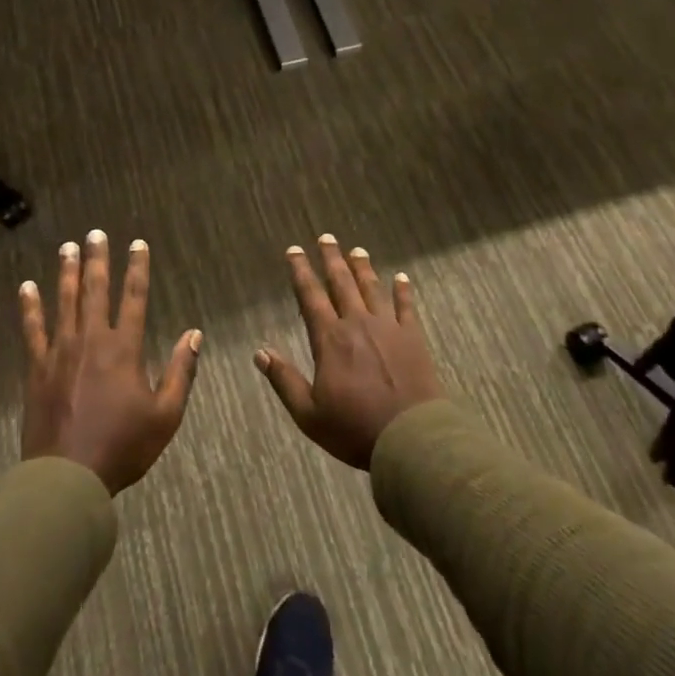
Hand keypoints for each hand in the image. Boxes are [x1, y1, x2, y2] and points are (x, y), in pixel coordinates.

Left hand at [19, 230, 200, 494]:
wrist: (68, 476)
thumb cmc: (123, 447)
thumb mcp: (165, 415)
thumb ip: (181, 372)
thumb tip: (194, 334)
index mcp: (125, 349)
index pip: (135, 297)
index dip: (137, 268)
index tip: (137, 244)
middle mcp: (92, 340)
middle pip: (96, 290)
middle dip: (98, 259)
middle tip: (95, 233)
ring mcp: (61, 352)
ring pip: (65, 301)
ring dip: (67, 273)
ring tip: (67, 247)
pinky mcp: (37, 368)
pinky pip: (32, 329)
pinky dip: (29, 307)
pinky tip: (26, 287)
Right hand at [256, 234, 442, 469]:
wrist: (410, 438)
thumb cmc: (354, 429)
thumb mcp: (308, 414)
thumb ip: (284, 380)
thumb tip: (260, 352)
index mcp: (330, 340)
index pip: (310, 296)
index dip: (301, 271)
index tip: (294, 250)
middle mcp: (358, 324)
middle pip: (342, 283)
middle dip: (331, 259)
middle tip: (326, 237)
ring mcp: (388, 328)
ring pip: (372, 289)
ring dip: (363, 268)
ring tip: (356, 250)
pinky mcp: (413, 338)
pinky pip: (406, 307)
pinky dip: (403, 290)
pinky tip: (401, 277)